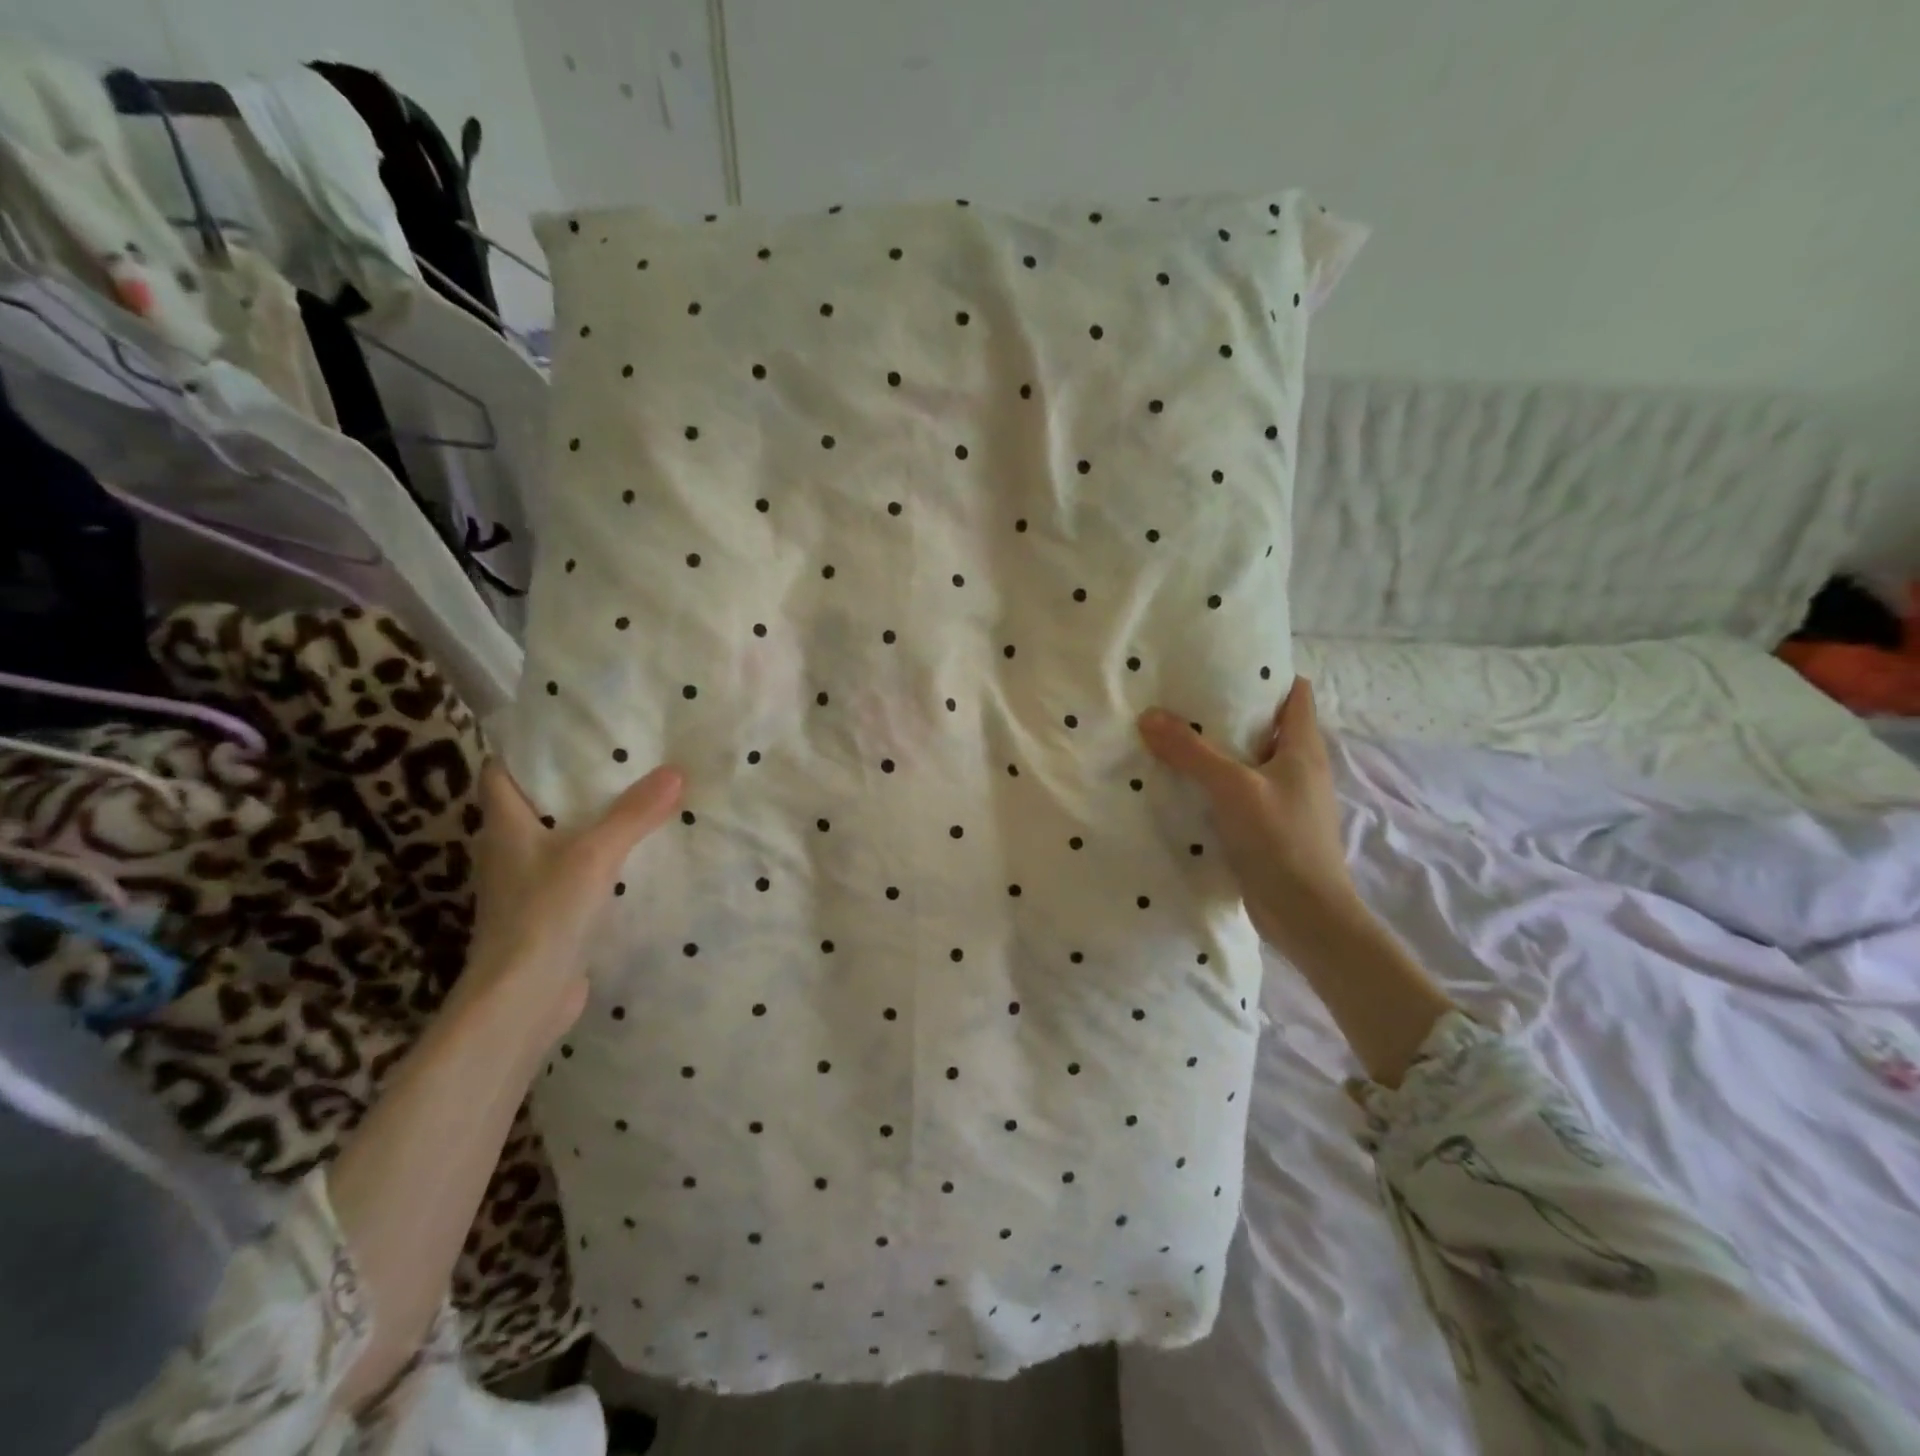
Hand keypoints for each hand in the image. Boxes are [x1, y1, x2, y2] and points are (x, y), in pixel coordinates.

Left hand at [462, 760, 683, 1047]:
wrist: (522, 1000)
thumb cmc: (543, 915)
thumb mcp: (594, 855)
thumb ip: (633, 814)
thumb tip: (675, 771)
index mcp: (504, 825)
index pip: (500, 772)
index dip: (527, 750)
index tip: (570, 731)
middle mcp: (509, 850)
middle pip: (534, 803)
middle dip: (571, 782)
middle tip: (622, 758)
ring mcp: (526, 884)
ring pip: (556, 838)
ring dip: (589, 821)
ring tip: (637, 798)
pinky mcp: (547, 913)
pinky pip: (574, 871)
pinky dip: (598, 858)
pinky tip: (634, 855)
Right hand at [1138, 679, 1359, 957]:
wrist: (1306, 915)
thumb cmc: (1281, 839)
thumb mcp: (1232, 787)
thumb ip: (1191, 752)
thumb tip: (1149, 715)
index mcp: (1303, 748)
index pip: (1295, 693)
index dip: (1265, 675)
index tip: (1222, 666)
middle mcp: (1298, 768)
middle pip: (1266, 726)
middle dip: (1228, 712)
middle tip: (1182, 700)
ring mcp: (1284, 800)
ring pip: (1249, 762)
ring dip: (1217, 752)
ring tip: (1173, 737)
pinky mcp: (1267, 828)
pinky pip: (1238, 794)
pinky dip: (1214, 786)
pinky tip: (1181, 786)